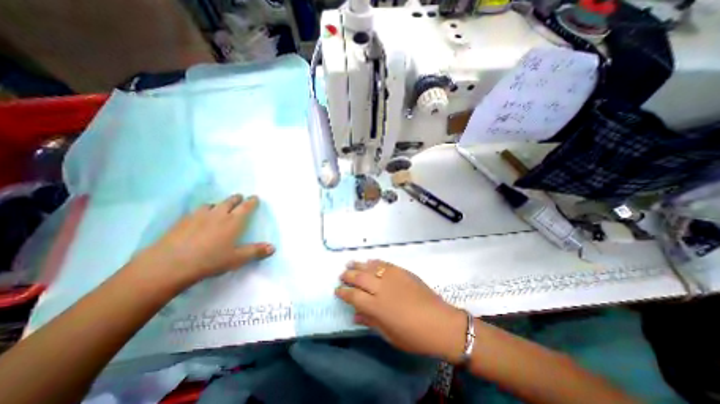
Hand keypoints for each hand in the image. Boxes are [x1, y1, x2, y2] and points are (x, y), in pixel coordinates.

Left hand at [137, 194, 275, 287]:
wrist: (169, 265)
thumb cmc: (209, 260)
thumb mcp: (237, 258)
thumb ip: (256, 251)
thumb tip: (273, 248)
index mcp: (233, 222)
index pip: (246, 207)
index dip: (252, 202)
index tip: (255, 197)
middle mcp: (218, 214)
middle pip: (229, 202)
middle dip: (236, 198)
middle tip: (240, 197)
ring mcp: (198, 216)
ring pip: (212, 204)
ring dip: (219, 204)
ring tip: (220, 207)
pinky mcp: (182, 221)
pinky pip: (196, 210)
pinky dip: (203, 210)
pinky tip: (199, 217)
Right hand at [336, 260, 467, 363]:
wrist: (441, 323)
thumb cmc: (414, 336)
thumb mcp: (390, 335)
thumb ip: (370, 322)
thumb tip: (355, 315)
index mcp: (377, 307)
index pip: (353, 296)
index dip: (343, 292)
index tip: (337, 290)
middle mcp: (382, 289)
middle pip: (359, 278)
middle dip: (348, 276)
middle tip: (342, 275)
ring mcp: (393, 277)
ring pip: (370, 267)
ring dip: (358, 265)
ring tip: (350, 264)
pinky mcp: (402, 271)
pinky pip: (385, 263)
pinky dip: (374, 262)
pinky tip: (369, 262)